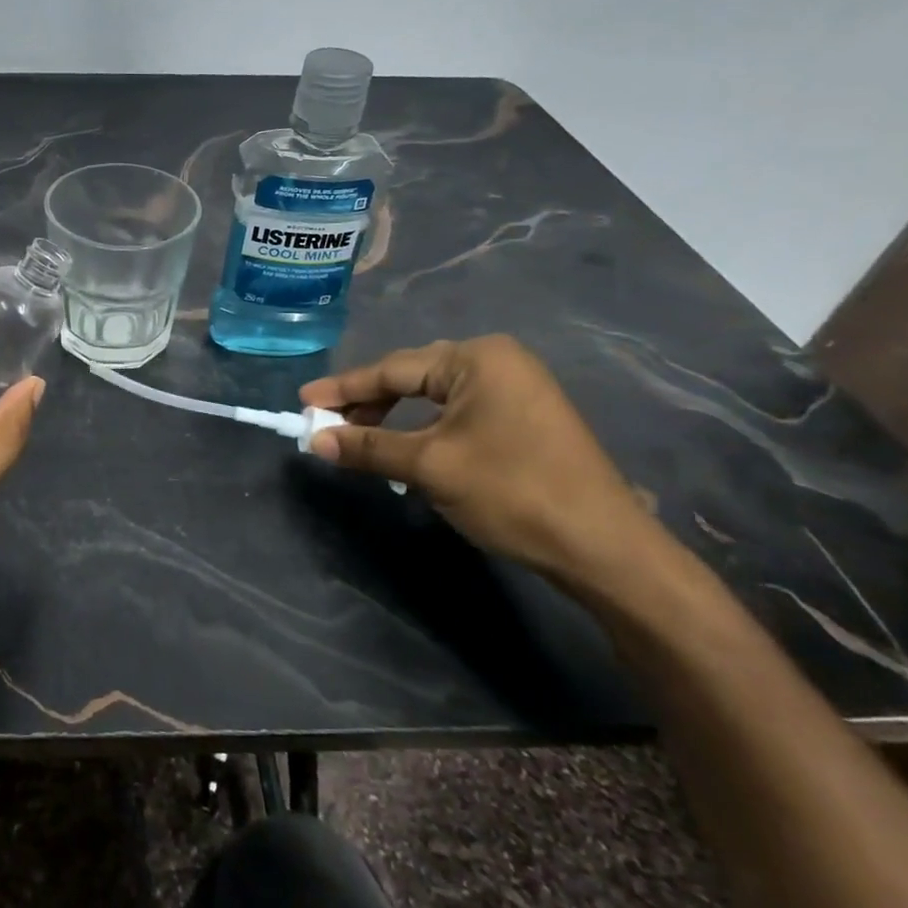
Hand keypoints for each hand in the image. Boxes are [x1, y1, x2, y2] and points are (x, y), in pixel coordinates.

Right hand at [300, 335, 661, 587]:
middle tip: (327, 425)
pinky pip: (457, 413)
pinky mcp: (524, 417)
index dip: (344, 388)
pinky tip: (405, 451)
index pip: (393, 369)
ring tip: (359, 441)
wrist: (603, 549)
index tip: (304, 402)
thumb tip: (314, 440)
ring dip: (394, 419)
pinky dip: (424, 430)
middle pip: (412, 377)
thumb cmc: (512, 492)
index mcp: (477, 358)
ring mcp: (516, 388)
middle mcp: (497, 361)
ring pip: (434, 397)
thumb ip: (368, 447)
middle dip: (368, 403)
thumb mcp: (430, 466)